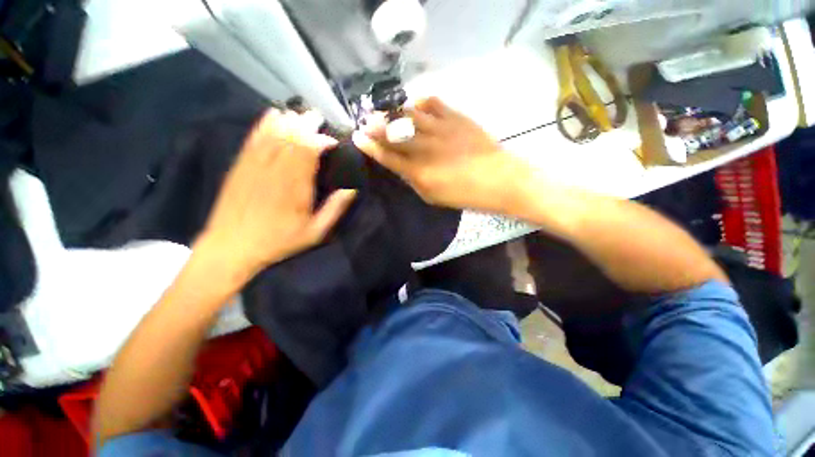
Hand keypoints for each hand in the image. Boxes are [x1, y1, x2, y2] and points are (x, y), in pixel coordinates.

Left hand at [197, 109, 355, 281]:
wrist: (232, 246)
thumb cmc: (279, 241)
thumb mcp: (315, 232)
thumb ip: (335, 209)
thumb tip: (352, 189)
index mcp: (296, 185)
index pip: (309, 150)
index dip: (322, 140)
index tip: (332, 141)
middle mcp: (275, 169)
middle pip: (292, 136)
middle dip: (307, 123)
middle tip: (319, 118)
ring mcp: (255, 164)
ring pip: (274, 132)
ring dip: (289, 120)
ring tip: (301, 114)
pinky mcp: (241, 164)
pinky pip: (254, 137)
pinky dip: (265, 123)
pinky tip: (274, 114)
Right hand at [353, 97, 530, 212]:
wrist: (499, 179)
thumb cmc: (465, 195)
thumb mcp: (433, 197)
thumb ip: (414, 180)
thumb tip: (401, 167)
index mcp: (419, 172)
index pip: (388, 156)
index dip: (371, 147)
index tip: (358, 137)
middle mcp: (426, 148)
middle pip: (394, 133)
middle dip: (376, 125)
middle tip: (365, 121)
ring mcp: (441, 129)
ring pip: (409, 114)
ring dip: (393, 111)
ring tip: (384, 110)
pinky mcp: (456, 117)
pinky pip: (433, 103)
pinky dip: (420, 102)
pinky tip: (415, 104)